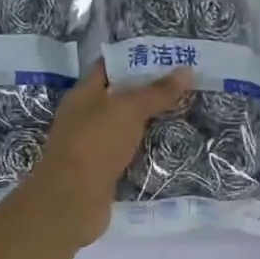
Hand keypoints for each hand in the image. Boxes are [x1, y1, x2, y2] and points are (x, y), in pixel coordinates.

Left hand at [23, 60, 193, 246]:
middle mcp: (85, 118)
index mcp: (84, 94)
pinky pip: (128, 155)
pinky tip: (169, 148)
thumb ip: (157, 92)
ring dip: (149, 124)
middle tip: (186, 87)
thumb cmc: (95, 144)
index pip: (109, 67)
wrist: (73, 201)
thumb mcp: (129, 110)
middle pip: (120, 99)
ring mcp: (92, 147)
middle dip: (149, 93)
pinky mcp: (103, 173)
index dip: (136, 59)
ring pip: (125, 129)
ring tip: (184, 114)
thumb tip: (187, 70)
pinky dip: (145, 151)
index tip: (168, 57)